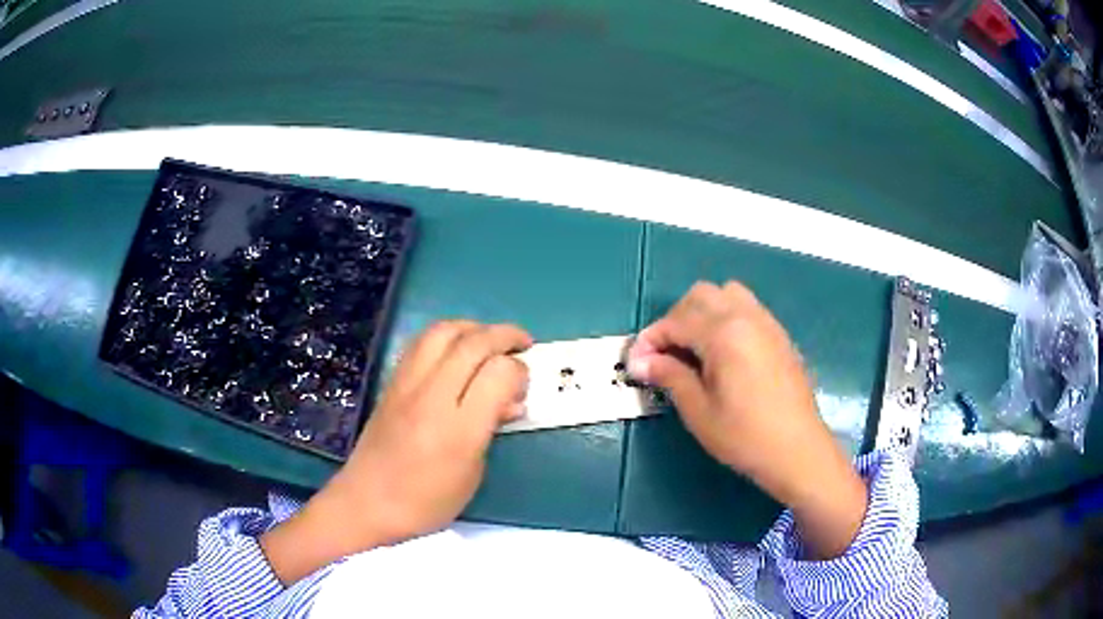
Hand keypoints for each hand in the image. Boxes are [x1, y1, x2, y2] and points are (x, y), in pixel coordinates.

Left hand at [262, 320, 531, 583]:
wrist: (367, 502)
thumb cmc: (426, 501)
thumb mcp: (473, 474)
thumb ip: (491, 429)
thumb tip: (509, 400)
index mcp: (458, 429)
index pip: (498, 374)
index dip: (519, 371)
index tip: (524, 383)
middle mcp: (432, 396)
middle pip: (473, 343)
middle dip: (505, 335)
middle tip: (523, 344)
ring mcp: (407, 384)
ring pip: (443, 331)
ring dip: (473, 328)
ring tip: (489, 341)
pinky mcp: (392, 382)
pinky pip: (421, 342)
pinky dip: (447, 336)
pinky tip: (457, 350)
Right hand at [627, 281, 865, 558]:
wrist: (797, 450)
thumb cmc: (745, 436)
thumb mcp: (699, 411)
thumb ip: (670, 376)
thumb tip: (640, 360)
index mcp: (724, 333)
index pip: (676, 321)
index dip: (650, 339)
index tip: (635, 363)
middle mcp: (746, 316)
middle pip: (700, 296)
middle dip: (675, 319)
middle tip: (665, 355)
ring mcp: (766, 322)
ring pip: (726, 294)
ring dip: (702, 312)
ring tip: (694, 348)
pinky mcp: (779, 334)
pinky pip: (747, 308)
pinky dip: (726, 317)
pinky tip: (723, 353)